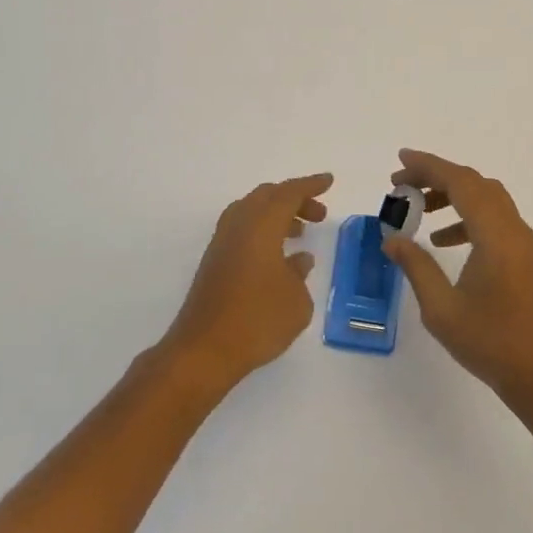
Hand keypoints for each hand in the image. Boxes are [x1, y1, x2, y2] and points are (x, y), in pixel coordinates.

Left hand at [159, 173, 331, 395]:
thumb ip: (300, 274)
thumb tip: (297, 260)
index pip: (289, 193)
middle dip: (294, 199)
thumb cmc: (257, 321)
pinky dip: (262, 232)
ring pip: (251, 212)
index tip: (329, 181)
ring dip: (277, 215)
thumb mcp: (296, 301)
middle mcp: (238, 226)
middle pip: (267, 196)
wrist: (204, 351)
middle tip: (318, 214)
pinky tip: (277, 258)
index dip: (311, 185)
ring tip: (300, 233)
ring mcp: (222, 244)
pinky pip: (242, 231)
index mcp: (261, 226)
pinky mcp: (214, 263)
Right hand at [384, 150, 532, 403]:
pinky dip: (466, 216)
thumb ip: (416, 266)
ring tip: (417, 209)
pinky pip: (493, 219)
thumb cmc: (490, 343)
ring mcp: (522, 242)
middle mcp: (512, 229)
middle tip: (400, 185)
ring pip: (486, 199)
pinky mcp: (523, 256)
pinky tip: (442, 240)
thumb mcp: (441, 309)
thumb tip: (392, 239)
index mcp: (495, 236)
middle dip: (436, 177)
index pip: (460, 183)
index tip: (399, 160)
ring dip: (451, 195)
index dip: (428, 166)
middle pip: (474, 184)